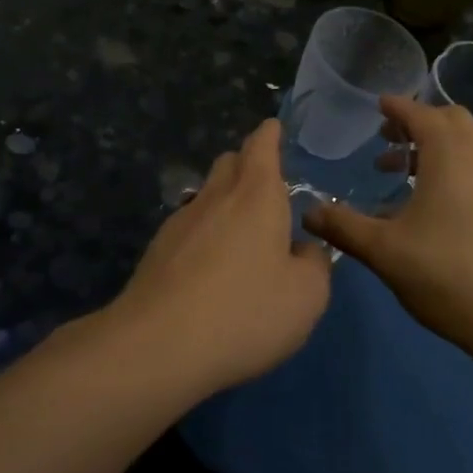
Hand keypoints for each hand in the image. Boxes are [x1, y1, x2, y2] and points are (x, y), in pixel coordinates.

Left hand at [112, 120, 331, 393]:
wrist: (158, 345)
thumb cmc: (245, 312)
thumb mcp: (306, 296)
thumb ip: (315, 265)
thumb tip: (305, 250)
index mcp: (257, 195)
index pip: (261, 146)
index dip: (269, 134)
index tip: (273, 127)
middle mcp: (217, 196)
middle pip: (230, 162)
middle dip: (248, 163)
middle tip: (266, 183)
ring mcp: (181, 221)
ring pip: (207, 193)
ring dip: (225, 199)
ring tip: (242, 228)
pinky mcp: (157, 250)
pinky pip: (189, 226)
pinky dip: (205, 232)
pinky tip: (211, 264)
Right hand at [303, 95, 472, 359]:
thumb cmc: (448, 273)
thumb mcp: (385, 251)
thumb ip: (343, 226)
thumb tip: (308, 213)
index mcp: (448, 153)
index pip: (419, 113)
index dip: (396, 107)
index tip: (377, 106)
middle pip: (450, 120)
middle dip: (417, 123)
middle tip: (386, 139)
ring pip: (466, 145)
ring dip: (434, 148)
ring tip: (399, 173)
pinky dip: (451, 167)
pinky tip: (430, 205)